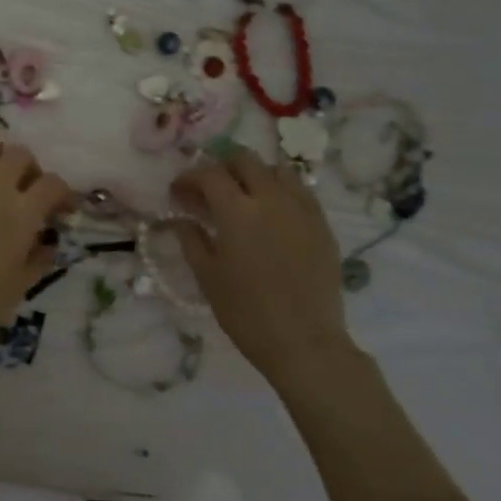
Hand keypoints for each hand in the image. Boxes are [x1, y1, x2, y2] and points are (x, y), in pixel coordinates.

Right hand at [171, 149, 350, 377]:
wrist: (304, 341)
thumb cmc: (246, 311)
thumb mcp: (208, 276)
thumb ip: (191, 239)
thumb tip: (179, 219)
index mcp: (237, 210)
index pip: (208, 174)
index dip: (189, 178)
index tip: (178, 192)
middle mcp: (271, 198)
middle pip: (245, 160)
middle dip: (221, 167)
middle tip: (208, 189)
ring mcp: (301, 208)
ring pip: (276, 169)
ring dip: (254, 174)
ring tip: (243, 197)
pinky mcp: (322, 223)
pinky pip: (299, 191)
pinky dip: (280, 190)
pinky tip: (272, 213)